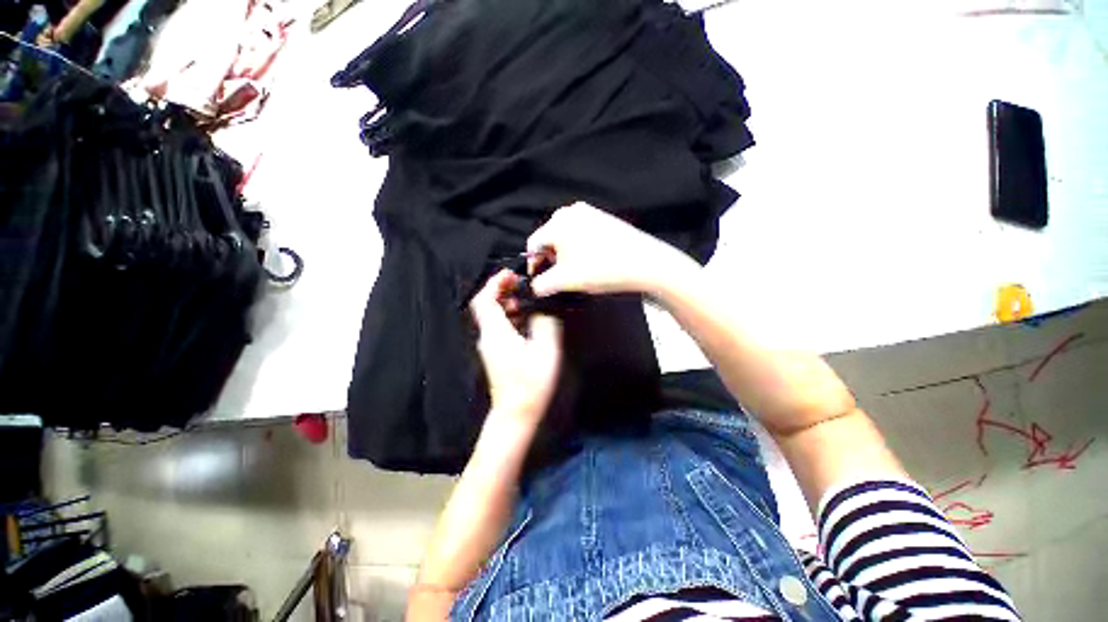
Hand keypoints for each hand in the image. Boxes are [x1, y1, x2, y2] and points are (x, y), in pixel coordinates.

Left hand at [470, 270, 562, 426]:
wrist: (516, 413)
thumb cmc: (531, 384)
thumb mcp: (545, 350)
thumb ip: (544, 323)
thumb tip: (542, 305)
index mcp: (495, 332)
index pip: (484, 300)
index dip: (495, 283)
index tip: (512, 274)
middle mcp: (488, 336)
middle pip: (487, 305)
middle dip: (502, 289)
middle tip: (523, 283)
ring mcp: (490, 345)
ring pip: (493, 315)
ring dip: (508, 302)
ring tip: (528, 298)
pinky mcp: (496, 352)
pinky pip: (499, 326)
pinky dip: (510, 315)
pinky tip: (527, 317)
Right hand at [526, 202, 697, 297]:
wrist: (644, 263)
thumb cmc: (603, 269)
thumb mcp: (566, 281)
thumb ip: (542, 285)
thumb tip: (535, 286)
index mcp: (558, 222)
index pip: (534, 244)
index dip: (533, 265)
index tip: (539, 280)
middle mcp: (571, 212)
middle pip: (550, 240)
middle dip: (551, 260)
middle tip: (562, 278)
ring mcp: (590, 213)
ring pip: (566, 238)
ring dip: (566, 256)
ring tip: (579, 272)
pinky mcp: (603, 219)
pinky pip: (582, 235)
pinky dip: (580, 249)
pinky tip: (592, 262)